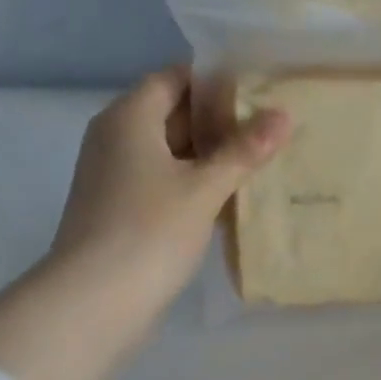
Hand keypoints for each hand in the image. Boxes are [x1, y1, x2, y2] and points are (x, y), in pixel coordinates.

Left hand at [50, 66, 289, 343]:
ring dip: (210, 158)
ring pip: (170, 154)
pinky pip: (163, 184)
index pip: (174, 78)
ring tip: (261, 163)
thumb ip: (244, 151)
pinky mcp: (121, 211)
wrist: (96, 301)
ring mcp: (115, 177)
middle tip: (271, 129)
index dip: (216, 81)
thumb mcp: (204, 189)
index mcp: (129, 118)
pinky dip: (194, 186)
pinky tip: (230, 200)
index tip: (261, 91)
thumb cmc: (150, 231)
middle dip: (220, 122)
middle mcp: (115, 139)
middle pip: (172, 115)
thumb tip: (284, 114)